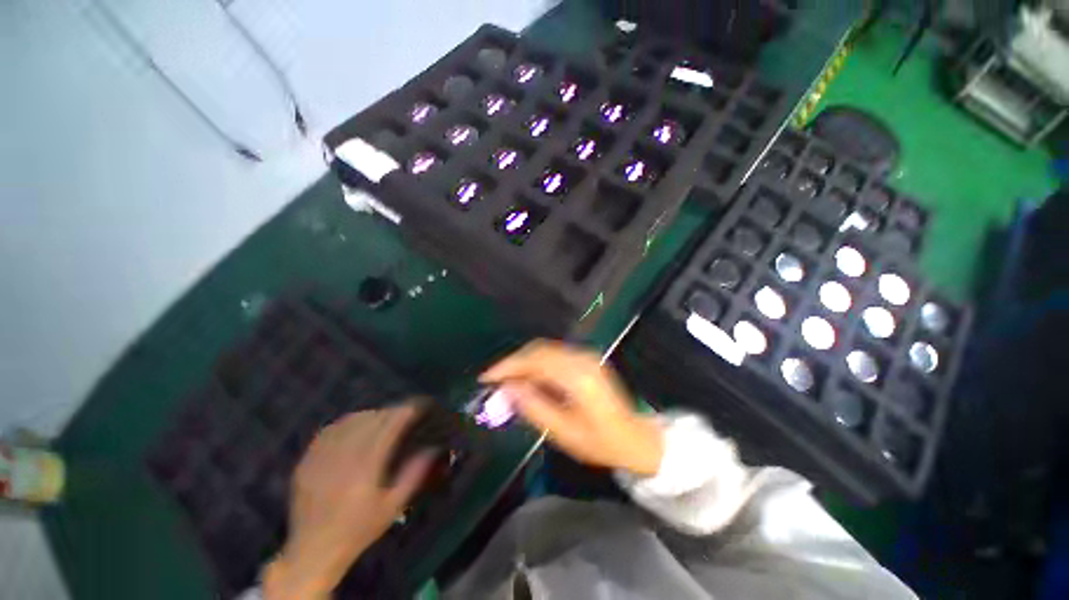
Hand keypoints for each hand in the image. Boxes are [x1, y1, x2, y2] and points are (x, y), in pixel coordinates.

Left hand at [264, 402, 433, 599]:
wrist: (313, 550)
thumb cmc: (359, 529)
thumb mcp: (393, 506)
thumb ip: (413, 474)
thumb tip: (432, 448)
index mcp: (366, 468)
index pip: (388, 428)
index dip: (403, 413)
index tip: (415, 407)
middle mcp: (344, 457)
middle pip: (370, 421)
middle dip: (389, 412)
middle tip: (401, 412)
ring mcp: (322, 458)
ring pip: (349, 422)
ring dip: (369, 414)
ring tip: (380, 417)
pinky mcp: (307, 461)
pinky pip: (328, 431)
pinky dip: (345, 423)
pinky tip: (353, 425)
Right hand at [480, 339, 664, 476]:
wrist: (635, 437)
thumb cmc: (601, 442)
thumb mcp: (564, 433)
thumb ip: (534, 408)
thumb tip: (507, 389)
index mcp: (578, 377)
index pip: (536, 360)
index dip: (508, 366)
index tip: (487, 378)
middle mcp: (582, 359)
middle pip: (539, 350)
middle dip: (514, 362)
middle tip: (495, 381)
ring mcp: (586, 356)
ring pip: (545, 350)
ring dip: (524, 362)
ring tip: (508, 381)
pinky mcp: (587, 359)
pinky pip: (555, 354)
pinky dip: (537, 363)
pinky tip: (529, 378)